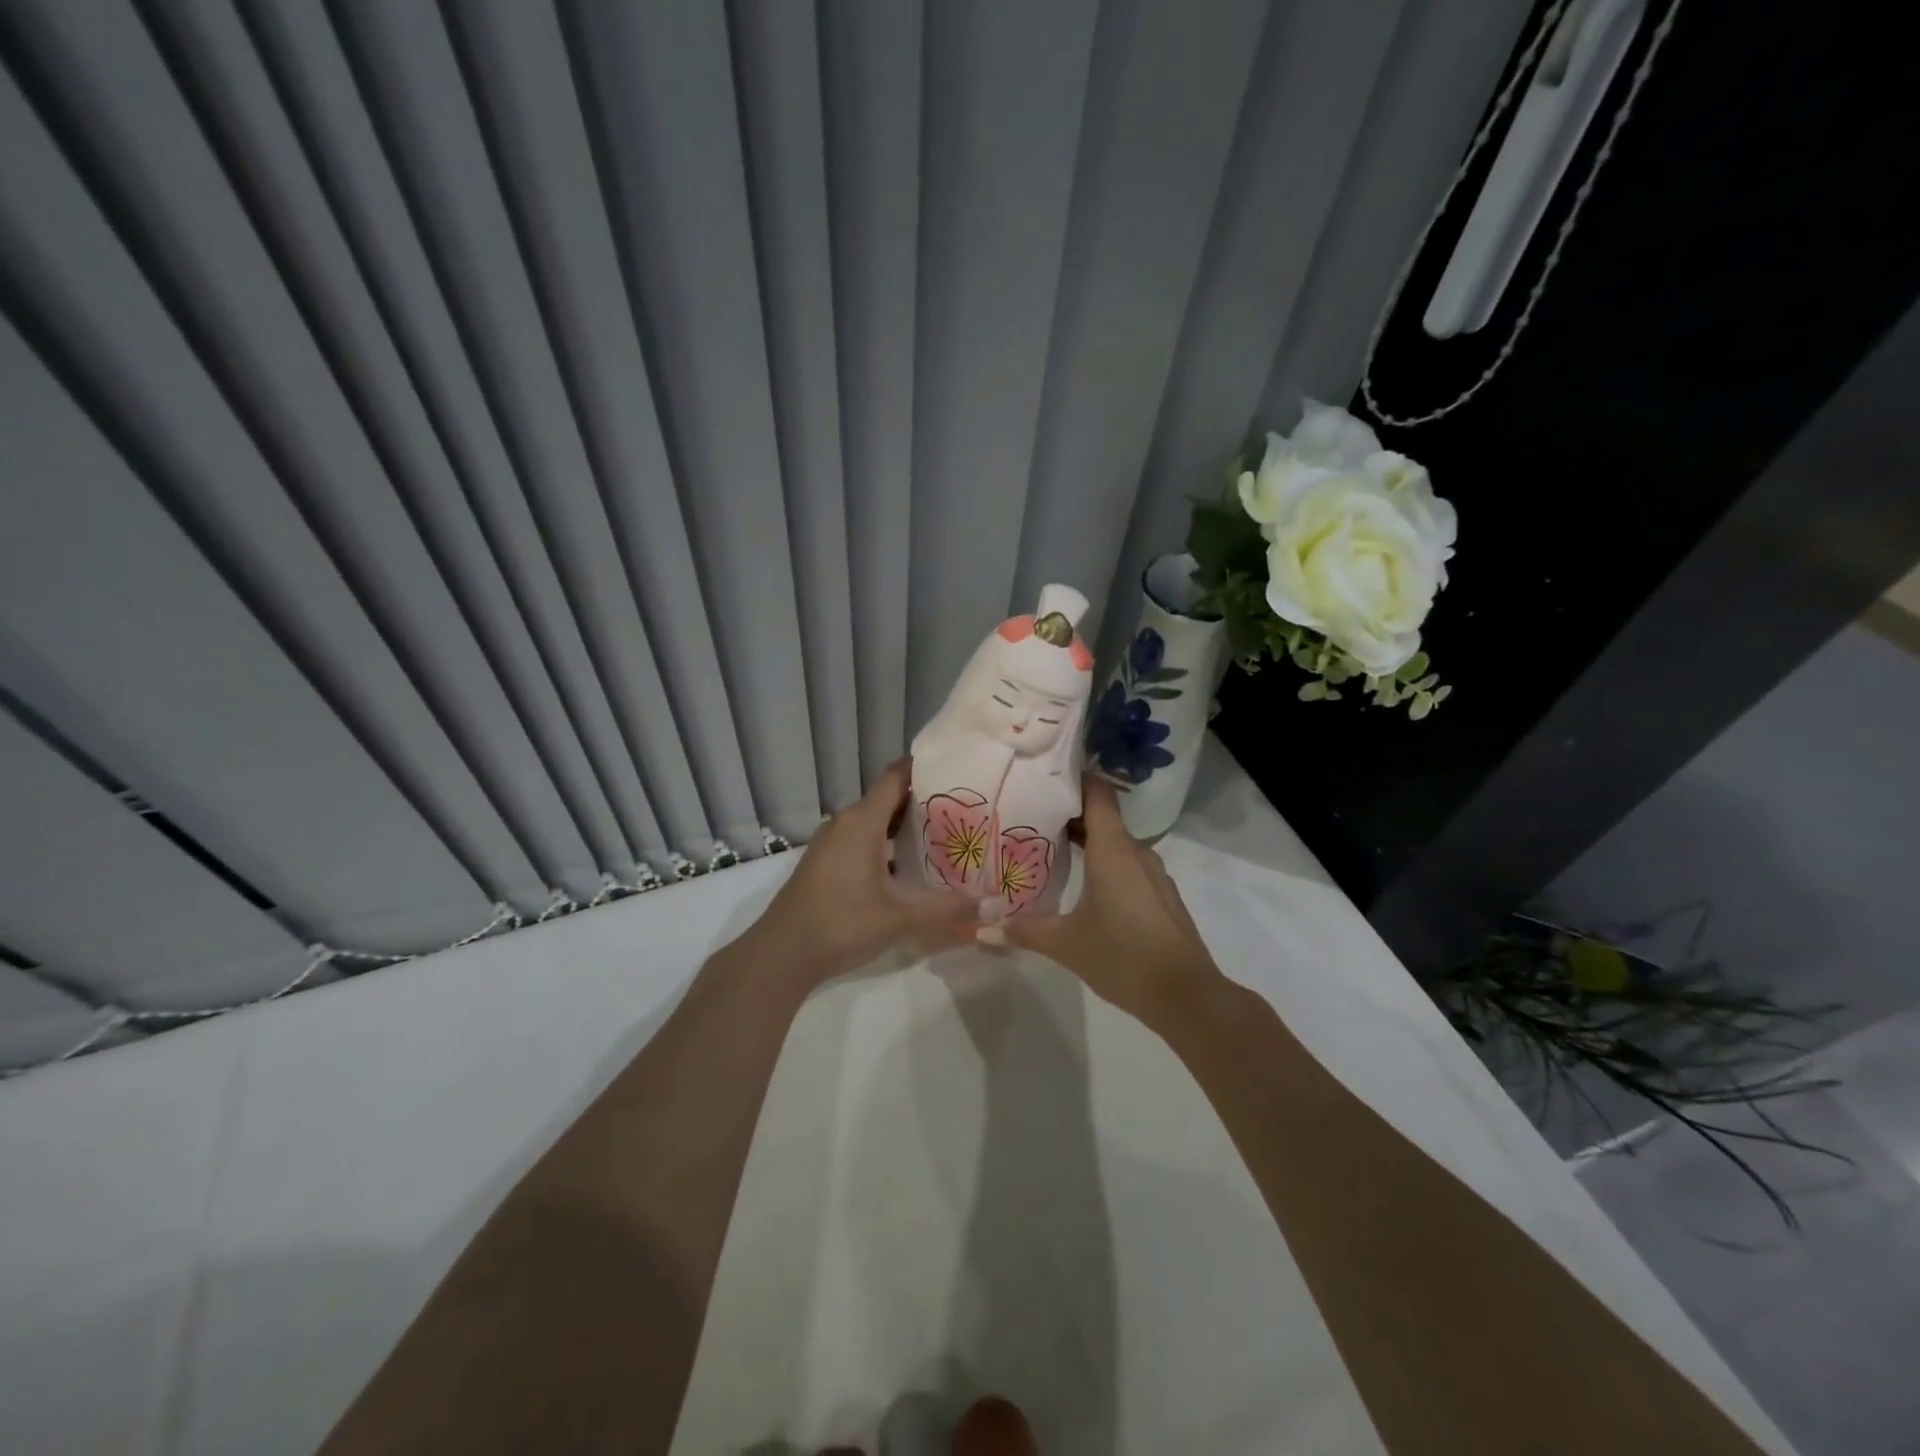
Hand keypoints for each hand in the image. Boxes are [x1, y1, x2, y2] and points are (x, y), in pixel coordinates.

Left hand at [726, 760, 977, 989]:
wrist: (781, 955)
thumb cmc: (841, 924)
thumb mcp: (900, 918)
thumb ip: (946, 908)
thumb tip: (991, 902)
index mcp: (862, 821)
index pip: (896, 776)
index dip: (926, 768)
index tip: (959, 769)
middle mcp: (845, 823)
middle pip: (889, 798)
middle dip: (924, 801)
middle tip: (965, 809)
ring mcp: (831, 842)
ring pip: (874, 821)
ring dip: (905, 825)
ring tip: (945, 836)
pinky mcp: (825, 862)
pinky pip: (862, 839)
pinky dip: (887, 843)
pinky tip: (910, 866)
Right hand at [997, 776, 1224, 1024]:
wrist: (1186, 996)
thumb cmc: (1122, 956)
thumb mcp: (1065, 944)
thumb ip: (1023, 931)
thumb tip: (980, 929)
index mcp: (1113, 849)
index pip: (1097, 792)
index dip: (1073, 778)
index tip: (1043, 778)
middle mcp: (1136, 852)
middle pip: (1102, 817)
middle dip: (1069, 815)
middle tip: (1031, 818)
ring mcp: (1154, 874)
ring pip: (1116, 844)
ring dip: (1088, 843)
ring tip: (1052, 850)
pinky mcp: (1161, 895)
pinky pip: (1129, 866)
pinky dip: (1106, 865)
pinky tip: (1085, 886)